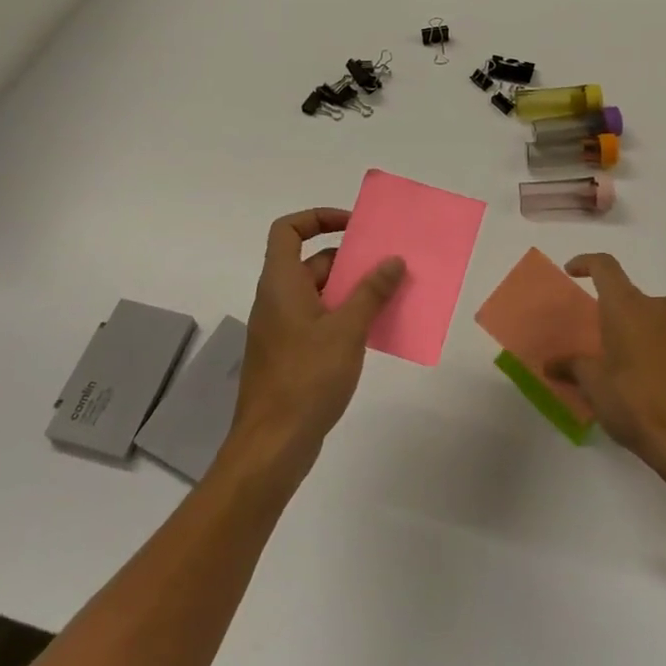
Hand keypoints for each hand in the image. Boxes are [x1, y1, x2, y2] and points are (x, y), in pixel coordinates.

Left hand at [226, 208, 403, 478]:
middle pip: (311, 262)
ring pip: (320, 294)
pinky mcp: (291, 355)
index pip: (289, 230)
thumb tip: (393, 260)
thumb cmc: (306, 379)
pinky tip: (376, 331)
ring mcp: (283, 329)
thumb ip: (371, 292)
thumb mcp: (346, 330)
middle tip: (388, 264)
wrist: (272, 447)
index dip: (319, 218)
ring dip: (353, 290)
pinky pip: (321, 321)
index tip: (354, 227)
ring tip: (392, 295)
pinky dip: (346, 317)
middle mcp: (278, 300)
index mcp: (281, 283)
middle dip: (350, 260)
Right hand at [548, 254, 665, 496]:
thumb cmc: (636, 405)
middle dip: (617, 314)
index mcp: (627, 308)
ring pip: (660, 320)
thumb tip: (550, 363)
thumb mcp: (595, 387)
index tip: (573, 271)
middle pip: (632, 298)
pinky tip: (665, 384)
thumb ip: (572, 367)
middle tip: (605, 343)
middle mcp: (660, 308)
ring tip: (636, 368)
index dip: (586, 263)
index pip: (605, 266)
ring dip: (645, 334)